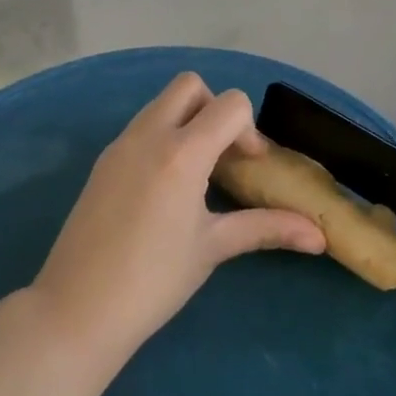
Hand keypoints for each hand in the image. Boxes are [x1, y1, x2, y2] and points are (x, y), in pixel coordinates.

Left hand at [31, 74, 325, 363]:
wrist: (77, 308)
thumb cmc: (154, 279)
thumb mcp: (213, 248)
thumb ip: (266, 228)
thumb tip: (318, 236)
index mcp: (181, 151)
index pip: (229, 104)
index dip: (249, 129)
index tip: (249, 166)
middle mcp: (148, 134)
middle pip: (189, 86)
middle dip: (214, 109)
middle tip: (223, 156)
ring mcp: (120, 145)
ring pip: (161, 104)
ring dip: (186, 122)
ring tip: (197, 175)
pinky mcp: (102, 161)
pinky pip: (140, 128)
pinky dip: (162, 138)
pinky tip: (164, 188)